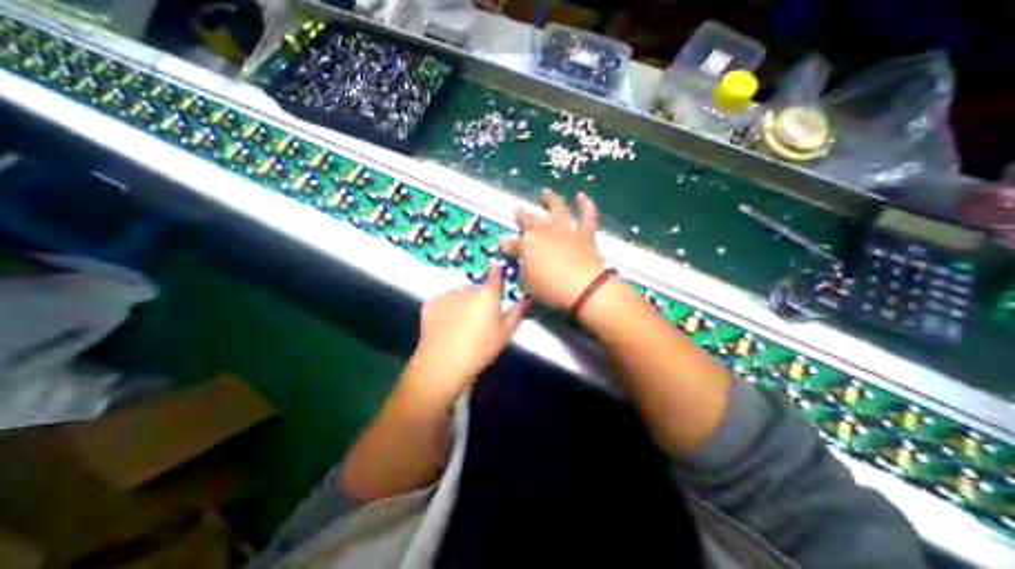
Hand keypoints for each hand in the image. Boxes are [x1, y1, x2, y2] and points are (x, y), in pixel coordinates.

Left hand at [407, 263, 532, 394]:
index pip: (495, 274)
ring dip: (462, 303)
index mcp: (488, 294)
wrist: (443, 362)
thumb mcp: (506, 332)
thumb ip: (517, 312)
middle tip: (479, 319)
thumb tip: (527, 297)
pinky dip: (447, 309)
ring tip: (461, 326)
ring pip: (459, 295)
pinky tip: (447, 326)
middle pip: (476, 289)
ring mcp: (447, 294)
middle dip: (479, 299)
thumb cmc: (481, 348)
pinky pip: (444, 302)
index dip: (497, 271)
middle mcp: (467, 288)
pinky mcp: (431, 303)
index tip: (497, 269)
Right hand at [504, 189, 604, 308]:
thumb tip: (524, 265)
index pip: (513, 244)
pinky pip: (587, 216)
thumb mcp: (529, 285)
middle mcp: (545, 233)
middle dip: (522, 216)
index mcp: (527, 245)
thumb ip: (524, 272)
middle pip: (530, 220)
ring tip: (546, 192)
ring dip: (551, 200)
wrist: (584, 289)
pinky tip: (582, 196)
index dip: (507, 245)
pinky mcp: (584, 234)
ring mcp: (565, 231)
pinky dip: (585, 205)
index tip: (503, 243)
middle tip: (518, 209)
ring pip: (557, 209)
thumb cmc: (552, 290)